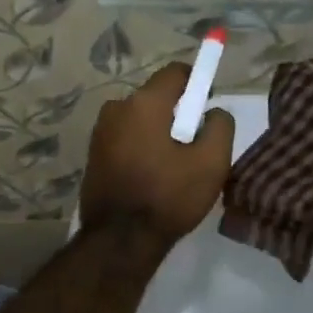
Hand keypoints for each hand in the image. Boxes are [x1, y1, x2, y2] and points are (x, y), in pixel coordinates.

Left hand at [81, 63, 235, 246]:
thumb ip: (219, 125)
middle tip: (194, 144)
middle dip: (177, 113)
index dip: (197, 82)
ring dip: (157, 132)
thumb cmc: (168, 196)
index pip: (175, 73)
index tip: (208, 106)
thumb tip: (212, 112)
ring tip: (173, 165)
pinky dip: (140, 147)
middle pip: (156, 97)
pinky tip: (151, 175)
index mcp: (143, 103)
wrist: (119, 240)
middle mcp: (116, 108)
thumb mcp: (212, 162)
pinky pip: (125, 138)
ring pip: (139, 119)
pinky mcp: (93, 154)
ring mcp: (99, 132)